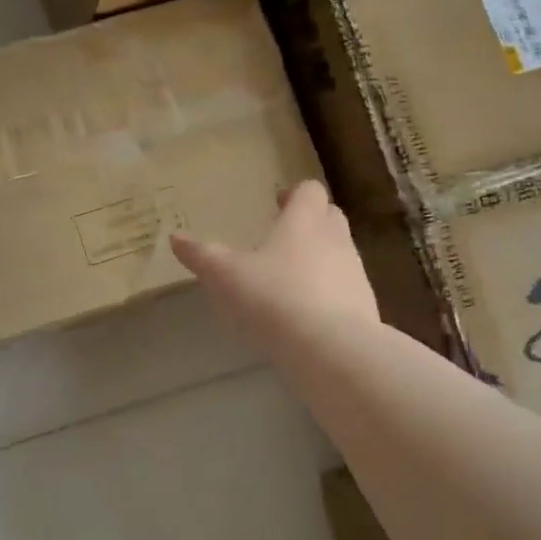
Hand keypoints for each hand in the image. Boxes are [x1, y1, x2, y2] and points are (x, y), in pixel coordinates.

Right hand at [172, 181, 379, 338]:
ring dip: (321, 258)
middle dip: (310, 222)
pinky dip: (330, 293)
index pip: (309, 191)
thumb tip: (175, 238)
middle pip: (330, 217)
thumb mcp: (226, 276)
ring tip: (292, 278)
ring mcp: (355, 273)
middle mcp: (335, 239)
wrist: (331, 349)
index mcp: (304, 221)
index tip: (278, 205)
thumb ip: (202, 255)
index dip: (294, 195)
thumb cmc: (273, 297)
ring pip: (340, 253)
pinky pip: (346, 289)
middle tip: (284, 236)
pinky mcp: (365, 306)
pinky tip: (308, 314)